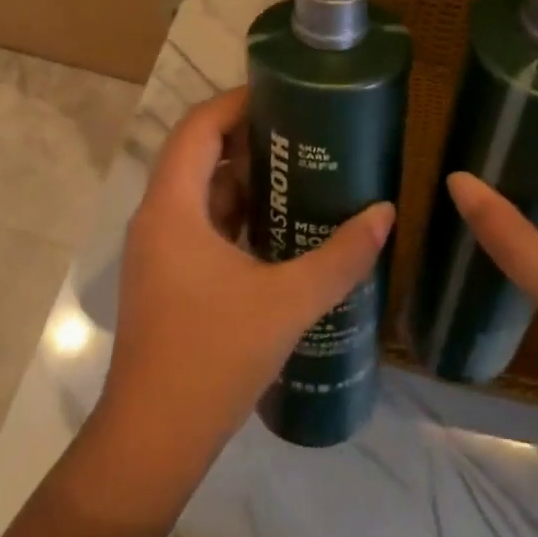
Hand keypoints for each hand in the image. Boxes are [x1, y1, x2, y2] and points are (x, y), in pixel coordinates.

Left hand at [93, 87, 394, 509]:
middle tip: (301, 131)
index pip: (198, 126)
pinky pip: (199, 222)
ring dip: (241, 176)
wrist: (152, 442)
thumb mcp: (286, 302)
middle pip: (197, 152)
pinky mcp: (165, 277)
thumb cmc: (212, 358)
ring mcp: (158, 249)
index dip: (237, 102)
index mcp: (172, 207)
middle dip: (247, 136)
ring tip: (297, 169)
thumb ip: (339, 257)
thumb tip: (385, 213)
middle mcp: (157, 217)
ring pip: (197, 190)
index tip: (284, 94)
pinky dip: (233, 212)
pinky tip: (276, 225)